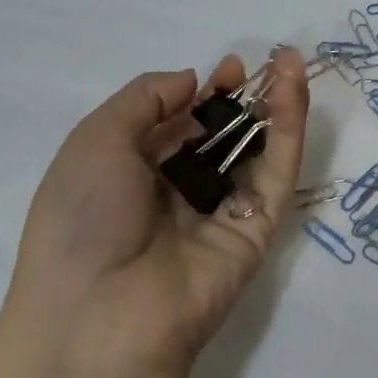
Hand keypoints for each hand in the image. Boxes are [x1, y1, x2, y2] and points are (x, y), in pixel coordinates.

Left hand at [4, 49, 308, 374]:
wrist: (101, 314)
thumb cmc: (83, 218)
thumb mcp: (96, 141)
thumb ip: (145, 99)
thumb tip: (191, 80)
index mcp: (134, 175)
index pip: (178, 125)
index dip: (201, 94)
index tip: (227, 67)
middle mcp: (179, 192)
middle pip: (220, 136)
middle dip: (241, 98)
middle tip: (264, 63)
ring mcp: (222, 211)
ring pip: (255, 150)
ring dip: (275, 105)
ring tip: (291, 63)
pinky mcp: (258, 228)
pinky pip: (276, 174)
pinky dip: (288, 131)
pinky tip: (293, 92)